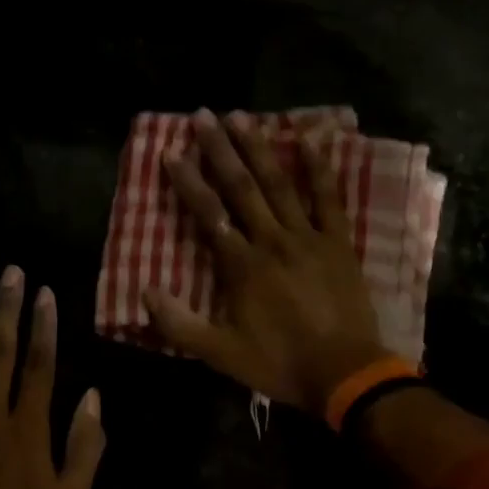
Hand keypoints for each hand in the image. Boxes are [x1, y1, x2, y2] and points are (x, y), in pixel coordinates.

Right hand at [144, 110, 389, 412]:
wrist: (344, 373)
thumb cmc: (280, 363)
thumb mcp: (221, 354)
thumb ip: (180, 325)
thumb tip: (145, 292)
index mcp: (242, 267)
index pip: (209, 216)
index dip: (188, 183)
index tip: (170, 152)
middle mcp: (272, 241)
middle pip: (241, 188)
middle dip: (219, 150)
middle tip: (202, 115)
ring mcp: (308, 238)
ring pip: (279, 185)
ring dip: (258, 149)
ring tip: (241, 116)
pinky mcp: (338, 243)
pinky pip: (328, 198)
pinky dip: (318, 169)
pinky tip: (308, 140)